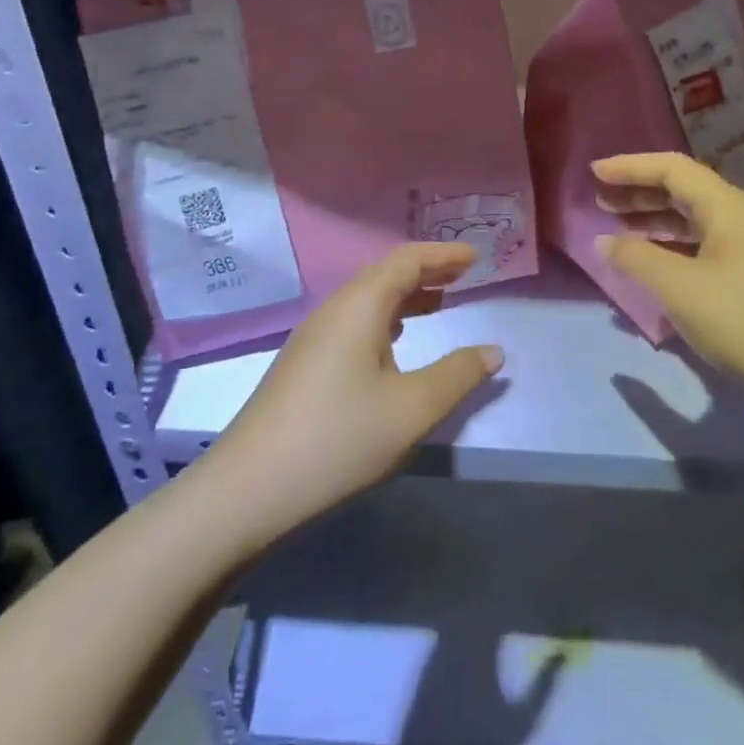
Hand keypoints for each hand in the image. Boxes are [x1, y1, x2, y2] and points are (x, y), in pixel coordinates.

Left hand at [200, 243, 502, 550]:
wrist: (250, 488)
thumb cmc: (339, 438)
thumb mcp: (412, 409)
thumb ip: (458, 375)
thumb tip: (493, 351)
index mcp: (359, 305)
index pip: (406, 260)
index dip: (443, 256)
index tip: (476, 257)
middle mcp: (333, 310)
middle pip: (385, 275)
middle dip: (427, 272)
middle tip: (463, 277)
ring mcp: (313, 337)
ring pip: (367, 300)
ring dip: (406, 296)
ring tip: (439, 304)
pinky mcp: (305, 363)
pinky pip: (354, 322)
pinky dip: (386, 319)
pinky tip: (395, 343)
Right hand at [593, 153, 743, 399]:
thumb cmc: (742, 319)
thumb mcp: (678, 287)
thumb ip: (636, 258)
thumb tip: (604, 241)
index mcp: (726, 206)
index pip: (672, 168)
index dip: (630, 167)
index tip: (594, 174)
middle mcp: (739, 215)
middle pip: (682, 189)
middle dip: (638, 191)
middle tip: (599, 200)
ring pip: (691, 217)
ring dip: (652, 218)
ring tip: (616, 228)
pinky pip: (700, 242)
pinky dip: (669, 243)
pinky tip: (650, 260)